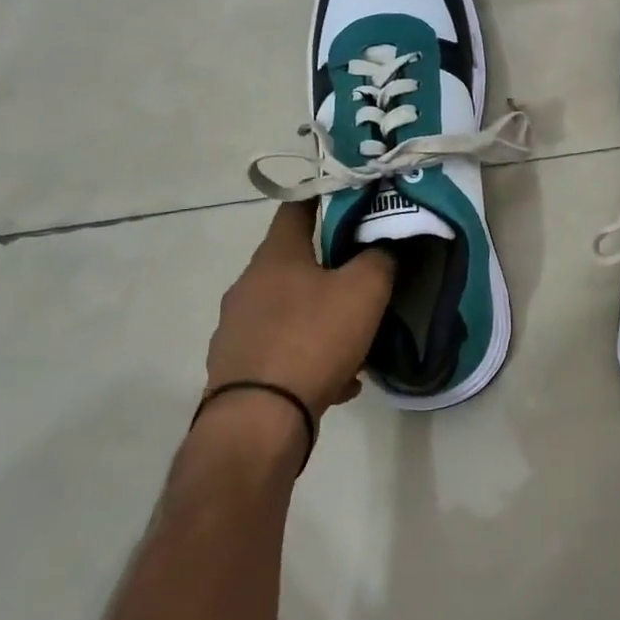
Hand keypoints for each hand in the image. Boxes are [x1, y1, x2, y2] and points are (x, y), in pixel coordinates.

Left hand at [207, 202, 395, 417]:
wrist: (259, 421)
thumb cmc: (312, 339)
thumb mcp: (364, 291)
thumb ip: (379, 259)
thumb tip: (382, 247)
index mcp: (275, 257)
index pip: (296, 208)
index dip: (324, 198)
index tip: (351, 199)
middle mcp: (248, 286)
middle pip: (293, 263)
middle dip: (329, 268)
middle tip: (364, 278)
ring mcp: (237, 329)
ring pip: (290, 310)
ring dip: (320, 317)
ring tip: (356, 339)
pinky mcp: (236, 368)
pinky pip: (282, 350)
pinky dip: (309, 356)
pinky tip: (339, 379)